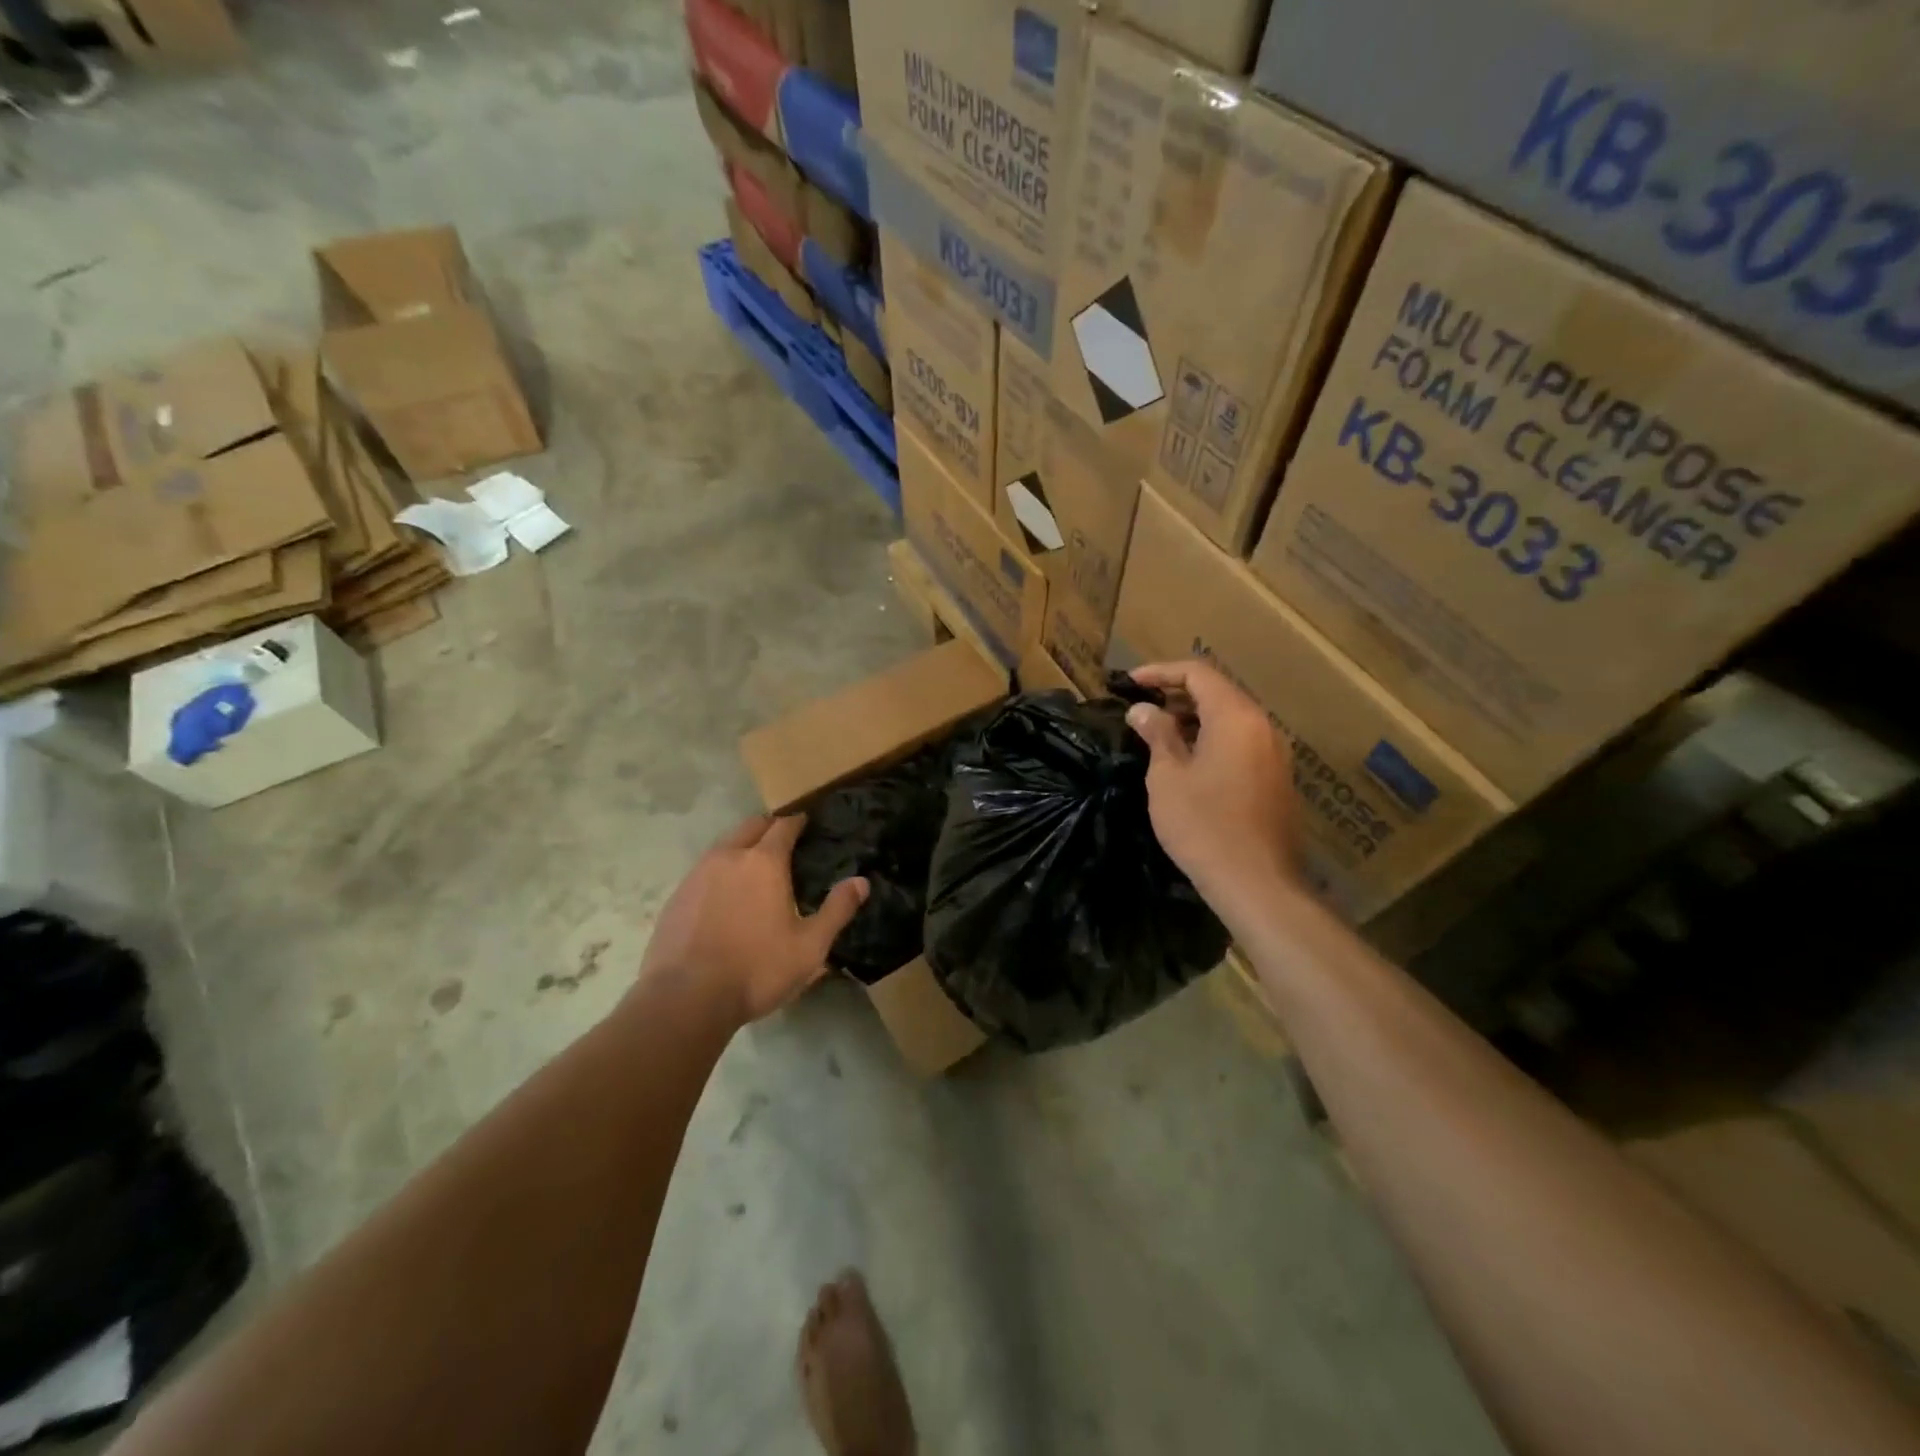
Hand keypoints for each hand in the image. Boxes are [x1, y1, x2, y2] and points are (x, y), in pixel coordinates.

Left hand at [639, 815, 867, 1027]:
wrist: (685, 998)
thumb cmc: (757, 969)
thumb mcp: (810, 946)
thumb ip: (837, 910)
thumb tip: (861, 882)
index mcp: (764, 862)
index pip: (783, 826)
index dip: (797, 822)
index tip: (806, 823)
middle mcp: (729, 857)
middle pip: (751, 826)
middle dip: (769, 827)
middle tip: (783, 840)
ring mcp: (698, 874)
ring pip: (724, 845)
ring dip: (742, 846)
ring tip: (755, 867)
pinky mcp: (677, 896)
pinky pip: (704, 869)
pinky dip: (720, 870)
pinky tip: (725, 894)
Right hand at [1126, 660, 1302, 911]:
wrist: (1256, 883)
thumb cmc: (1204, 825)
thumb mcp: (1168, 777)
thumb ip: (1158, 735)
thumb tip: (1143, 711)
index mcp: (1236, 717)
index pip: (1198, 673)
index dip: (1160, 672)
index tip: (1129, 683)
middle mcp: (1262, 726)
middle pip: (1218, 692)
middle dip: (1176, 694)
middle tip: (1141, 707)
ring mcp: (1274, 754)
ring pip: (1230, 719)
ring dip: (1193, 718)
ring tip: (1158, 733)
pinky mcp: (1275, 779)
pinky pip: (1240, 742)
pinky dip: (1211, 739)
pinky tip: (1186, 761)